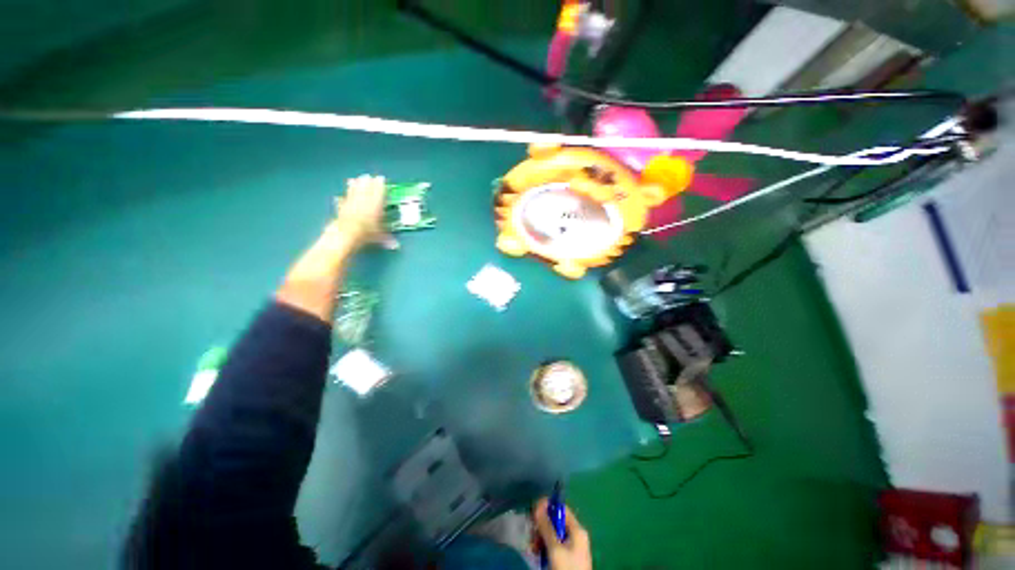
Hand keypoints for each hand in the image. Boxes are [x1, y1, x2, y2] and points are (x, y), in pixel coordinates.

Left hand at [331, 175, 396, 250]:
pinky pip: (343, 201)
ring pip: (353, 192)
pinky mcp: (341, 208)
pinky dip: (343, 198)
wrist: (346, 232)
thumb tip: (395, 246)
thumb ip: (387, 239)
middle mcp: (363, 202)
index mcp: (375, 206)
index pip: (378, 193)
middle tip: (368, 176)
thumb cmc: (366, 233)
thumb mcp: (379, 237)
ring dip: (354, 186)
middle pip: (365, 190)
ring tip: (354, 179)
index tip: (380, 178)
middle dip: (367, 182)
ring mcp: (351, 204)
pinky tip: (341, 196)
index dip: (380, 185)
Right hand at [533, 498, 592, 569]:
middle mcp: (575, 535)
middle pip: (555, 522)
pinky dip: (544, 547)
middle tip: (531, 534)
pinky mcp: (566, 558)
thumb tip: (539, 504)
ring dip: (540, 538)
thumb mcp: (555, 548)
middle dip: (541, 527)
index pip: (561, 509)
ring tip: (532, 547)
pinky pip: (553, 546)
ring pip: (552, 535)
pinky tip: (537, 553)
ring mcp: (571, 547)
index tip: (533, 512)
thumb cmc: (567, 569)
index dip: (547, 507)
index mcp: (577, 530)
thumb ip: (547, 526)